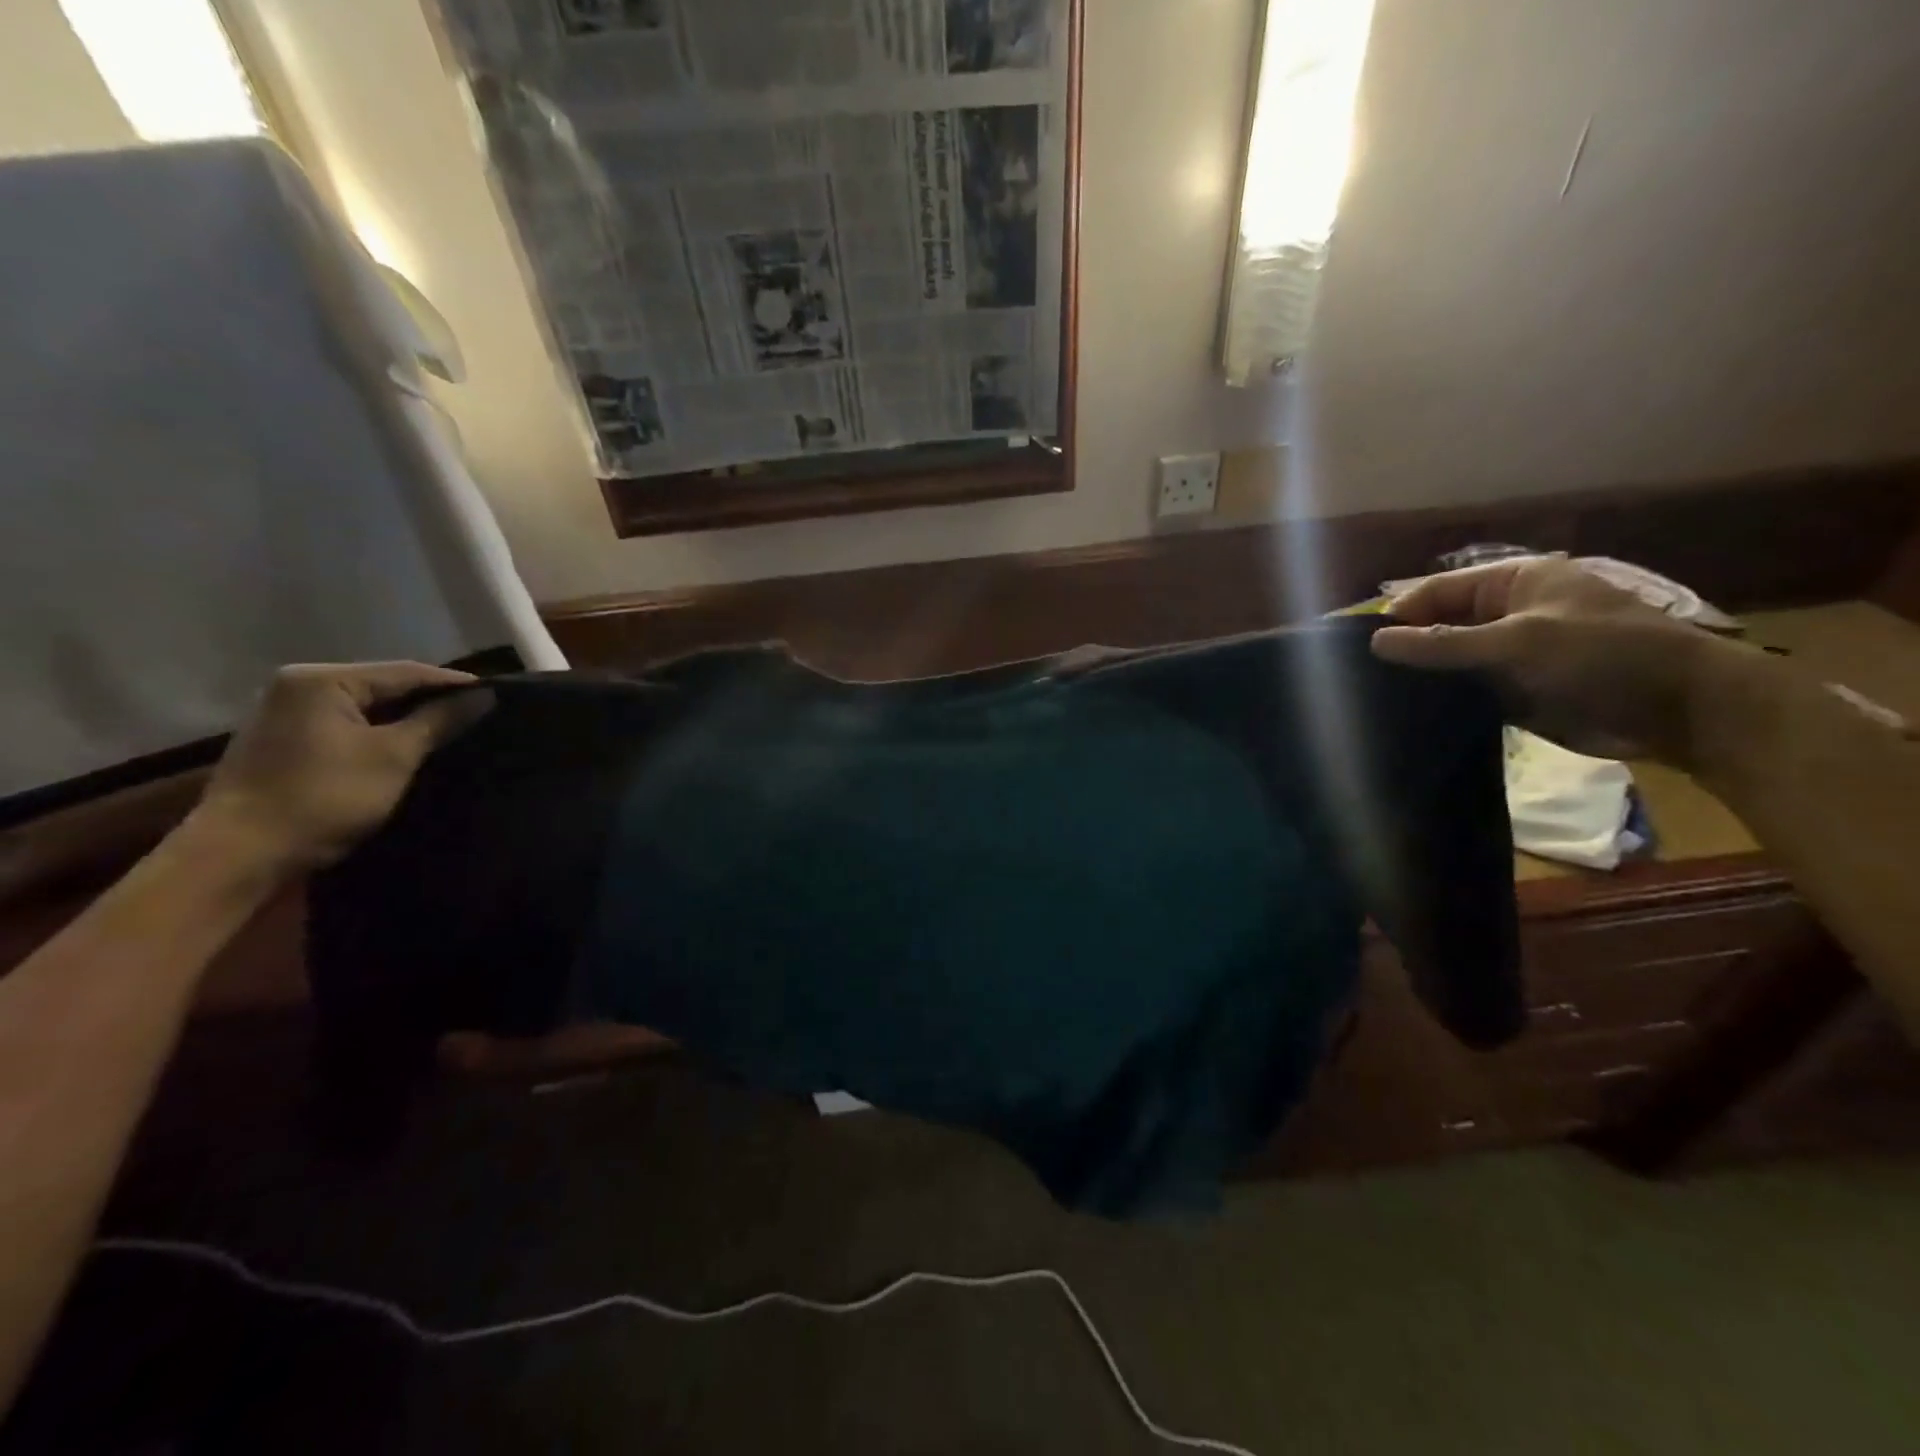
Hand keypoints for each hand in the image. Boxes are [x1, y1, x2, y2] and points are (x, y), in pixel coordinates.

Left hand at [191, 662, 487, 876]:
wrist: (242, 854)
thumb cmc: (324, 796)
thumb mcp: (394, 756)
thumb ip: (440, 720)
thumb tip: (484, 697)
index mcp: (321, 679)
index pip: (405, 672)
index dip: (454, 684)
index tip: (497, 696)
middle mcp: (298, 685)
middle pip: (383, 686)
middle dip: (430, 701)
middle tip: (478, 714)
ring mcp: (286, 713)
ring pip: (366, 707)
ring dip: (407, 719)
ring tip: (451, 730)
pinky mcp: (285, 741)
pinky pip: (347, 725)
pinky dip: (380, 733)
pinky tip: (408, 746)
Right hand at [1370, 557, 1731, 762]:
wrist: (1681, 710)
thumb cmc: (1604, 655)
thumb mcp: (1519, 642)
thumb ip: (1443, 644)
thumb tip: (1375, 641)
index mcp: (1512, 583)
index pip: (1437, 592)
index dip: (1399, 614)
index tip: (1358, 646)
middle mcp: (1505, 614)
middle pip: (1438, 626)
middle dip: (1405, 647)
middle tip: (1360, 677)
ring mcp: (1509, 654)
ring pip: (1448, 662)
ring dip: (1421, 677)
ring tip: (1375, 698)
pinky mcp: (1513, 691)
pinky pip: (1465, 691)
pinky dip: (1442, 701)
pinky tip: (1409, 715)